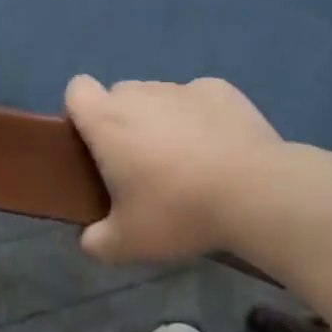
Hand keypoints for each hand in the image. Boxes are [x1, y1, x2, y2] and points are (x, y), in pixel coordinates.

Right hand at [64, 75, 280, 263]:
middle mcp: (141, 93)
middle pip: (119, 94)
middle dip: (123, 121)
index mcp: (108, 121)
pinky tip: (219, 147)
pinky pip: (197, 98)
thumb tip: (90, 239)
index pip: (77, 89)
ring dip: (162, 119)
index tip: (94, 146)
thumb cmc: (179, 212)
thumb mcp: (128, 243)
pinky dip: (200, 116)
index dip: (80, 113)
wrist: (254, 191)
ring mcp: (182, 87)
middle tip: (141, 165)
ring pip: (159, 96)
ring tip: (187, 160)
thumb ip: (97, 241)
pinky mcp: (220, 89)